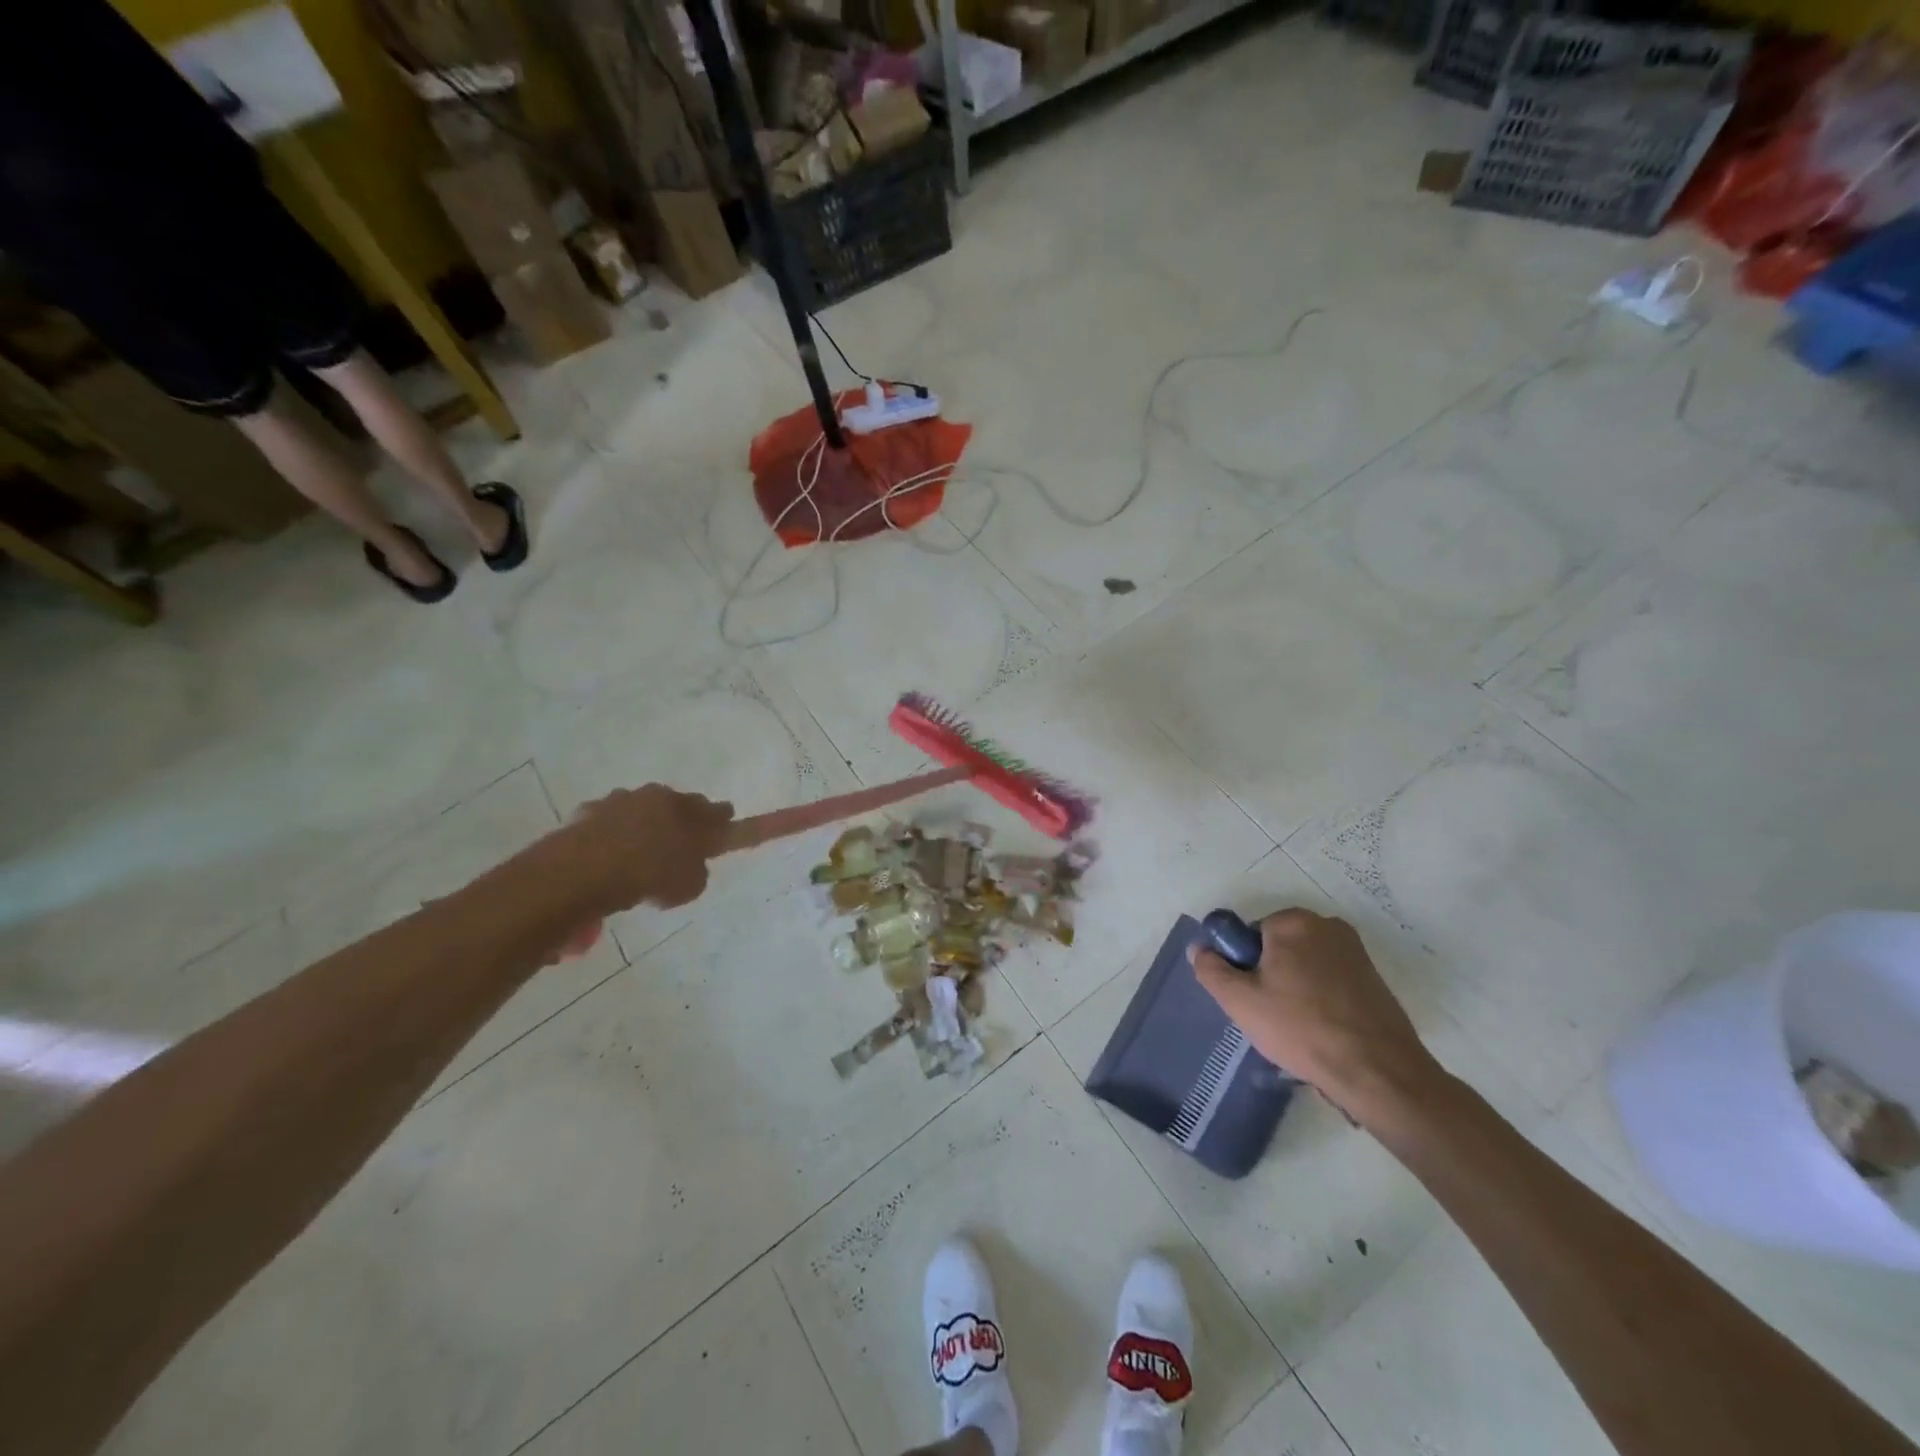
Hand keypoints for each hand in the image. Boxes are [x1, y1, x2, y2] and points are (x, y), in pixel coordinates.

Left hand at [554, 785, 734, 916]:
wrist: (586, 871)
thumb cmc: (650, 876)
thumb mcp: (689, 887)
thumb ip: (696, 873)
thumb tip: (689, 868)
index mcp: (689, 810)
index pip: (717, 810)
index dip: (722, 820)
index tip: (724, 828)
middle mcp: (659, 797)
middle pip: (679, 804)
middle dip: (682, 820)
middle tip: (680, 848)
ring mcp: (622, 800)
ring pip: (643, 809)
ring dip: (645, 826)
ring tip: (637, 859)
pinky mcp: (590, 812)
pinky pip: (610, 821)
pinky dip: (612, 834)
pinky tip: (606, 859)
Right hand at [1189, 908, 1445, 1126]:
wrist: (1378, 1072)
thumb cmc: (1301, 1029)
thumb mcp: (1240, 1001)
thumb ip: (1211, 969)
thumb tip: (1199, 948)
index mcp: (1293, 922)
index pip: (1249, 936)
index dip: (1244, 967)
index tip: (1252, 998)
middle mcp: (1327, 925)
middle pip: (1278, 948)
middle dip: (1270, 976)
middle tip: (1271, 1016)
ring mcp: (1356, 951)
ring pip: (1305, 965)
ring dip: (1295, 989)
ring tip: (1298, 1028)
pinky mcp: (1374, 978)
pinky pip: (1331, 981)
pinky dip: (1322, 999)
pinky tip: (1324, 1031)